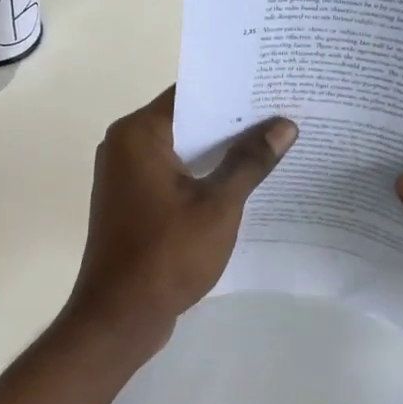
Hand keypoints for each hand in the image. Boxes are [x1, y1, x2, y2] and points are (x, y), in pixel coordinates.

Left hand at [66, 88, 295, 356]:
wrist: (119, 316)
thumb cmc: (167, 253)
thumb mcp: (218, 205)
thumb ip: (249, 162)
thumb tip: (284, 125)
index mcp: (138, 133)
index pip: (190, 94)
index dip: (232, 90)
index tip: (272, 87)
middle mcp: (124, 145)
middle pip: (185, 120)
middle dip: (231, 121)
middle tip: (282, 114)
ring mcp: (124, 175)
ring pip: (180, 150)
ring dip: (218, 151)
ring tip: (271, 144)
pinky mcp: (131, 201)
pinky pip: (171, 174)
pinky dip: (200, 175)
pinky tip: (240, 181)